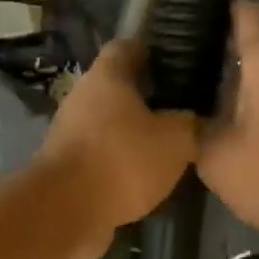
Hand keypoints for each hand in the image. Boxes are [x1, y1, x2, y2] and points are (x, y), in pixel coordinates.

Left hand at [38, 39, 197, 258]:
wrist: (65, 212)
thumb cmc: (122, 162)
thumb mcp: (175, 141)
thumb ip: (189, 124)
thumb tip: (193, 120)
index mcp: (106, 76)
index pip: (128, 47)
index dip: (153, 52)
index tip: (178, 64)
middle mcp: (81, 98)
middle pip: (117, 89)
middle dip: (146, 99)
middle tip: (180, 111)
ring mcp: (68, 135)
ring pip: (107, 126)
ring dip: (131, 136)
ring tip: (165, 149)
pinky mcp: (65, 168)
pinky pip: (98, 157)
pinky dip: (117, 164)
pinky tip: (141, 179)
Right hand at [198, 2, 258, 234]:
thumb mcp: (214, 155)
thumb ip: (194, 125)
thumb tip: (186, 112)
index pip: (249, 14)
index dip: (223, 8)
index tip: (196, 15)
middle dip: (228, 45)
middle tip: (191, 59)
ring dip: (245, 74)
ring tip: (208, 88)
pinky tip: (235, 115)